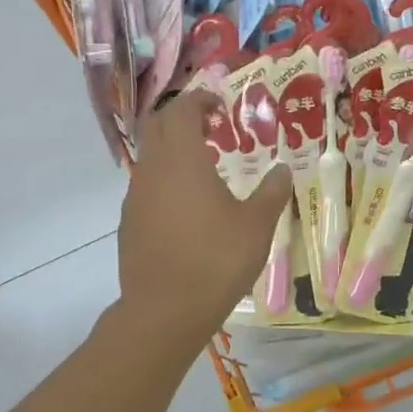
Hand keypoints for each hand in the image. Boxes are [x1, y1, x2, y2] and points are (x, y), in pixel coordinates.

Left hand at [116, 90, 292, 349]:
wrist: (164, 310)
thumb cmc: (216, 260)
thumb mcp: (257, 225)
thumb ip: (272, 192)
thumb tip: (284, 170)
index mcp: (182, 160)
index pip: (181, 111)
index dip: (200, 100)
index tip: (221, 107)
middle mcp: (152, 170)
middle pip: (158, 126)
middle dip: (182, 118)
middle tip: (212, 128)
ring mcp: (135, 197)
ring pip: (149, 156)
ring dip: (173, 150)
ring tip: (204, 167)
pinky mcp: (129, 222)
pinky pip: (145, 185)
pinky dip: (165, 179)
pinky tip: (187, 206)